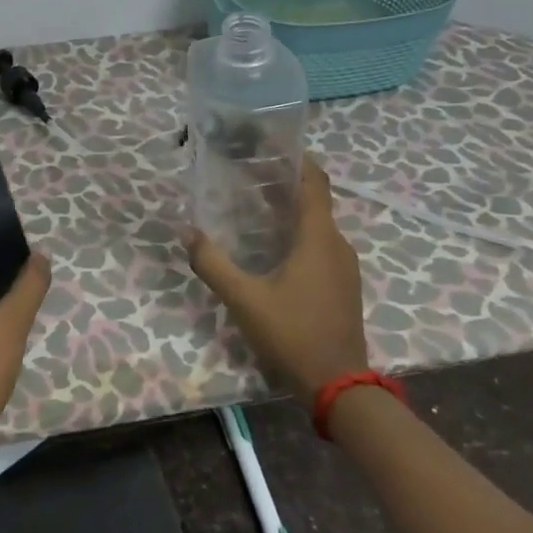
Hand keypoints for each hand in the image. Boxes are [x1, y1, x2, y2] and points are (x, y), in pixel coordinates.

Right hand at [187, 157, 368, 396]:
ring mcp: (345, 267)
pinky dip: (299, 236)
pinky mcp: (344, 287)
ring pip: (318, 226)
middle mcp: (338, 245)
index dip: (298, 159)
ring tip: (254, 208)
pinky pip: (321, 246)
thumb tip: (187, 232)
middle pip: (315, 201)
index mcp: (318, 237)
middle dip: (285, 184)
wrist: (340, 387)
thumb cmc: (293, 334)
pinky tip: (273, 249)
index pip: (315, 182)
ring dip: (291, 212)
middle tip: (247, 175)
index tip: (272, 145)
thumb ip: (212, 263)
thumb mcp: (244, 299)